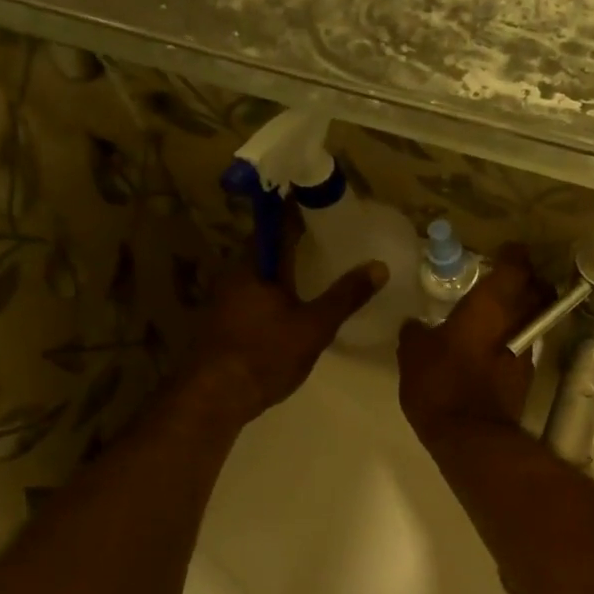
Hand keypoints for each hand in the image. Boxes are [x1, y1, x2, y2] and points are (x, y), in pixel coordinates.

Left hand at [186, 221, 385, 429]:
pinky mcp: (221, 323)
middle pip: (265, 247)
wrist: (214, 396)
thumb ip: (346, 296)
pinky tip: (289, 306)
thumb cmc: (265, 354)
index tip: (318, 198)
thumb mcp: (314, 326)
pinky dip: (272, 291)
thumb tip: (379, 266)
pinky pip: (251, 295)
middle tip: (324, 236)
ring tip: (312, 269)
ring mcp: (223, 299)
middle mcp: (235, 274)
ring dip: (281, 268)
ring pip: (258, 273)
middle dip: (291, 239)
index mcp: (256, 265)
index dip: (296, 208)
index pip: (276, 223)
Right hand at [398, 244, 552, 440]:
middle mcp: (516, 322)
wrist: (471, 436)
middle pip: (536, 291)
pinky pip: (522, 346)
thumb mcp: (413, 354)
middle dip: (528, 281)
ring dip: (522, 311)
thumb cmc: (441, 384)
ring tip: (497, 312)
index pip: (515, 267)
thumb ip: (415, 333)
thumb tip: (414, 324)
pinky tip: (492, 346)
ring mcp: (525, 352)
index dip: (514, 256)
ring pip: (532, 319)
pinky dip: (512, 340)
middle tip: (508, 279)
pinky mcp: (524, 378)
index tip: (507, 250)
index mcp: (491, 305)